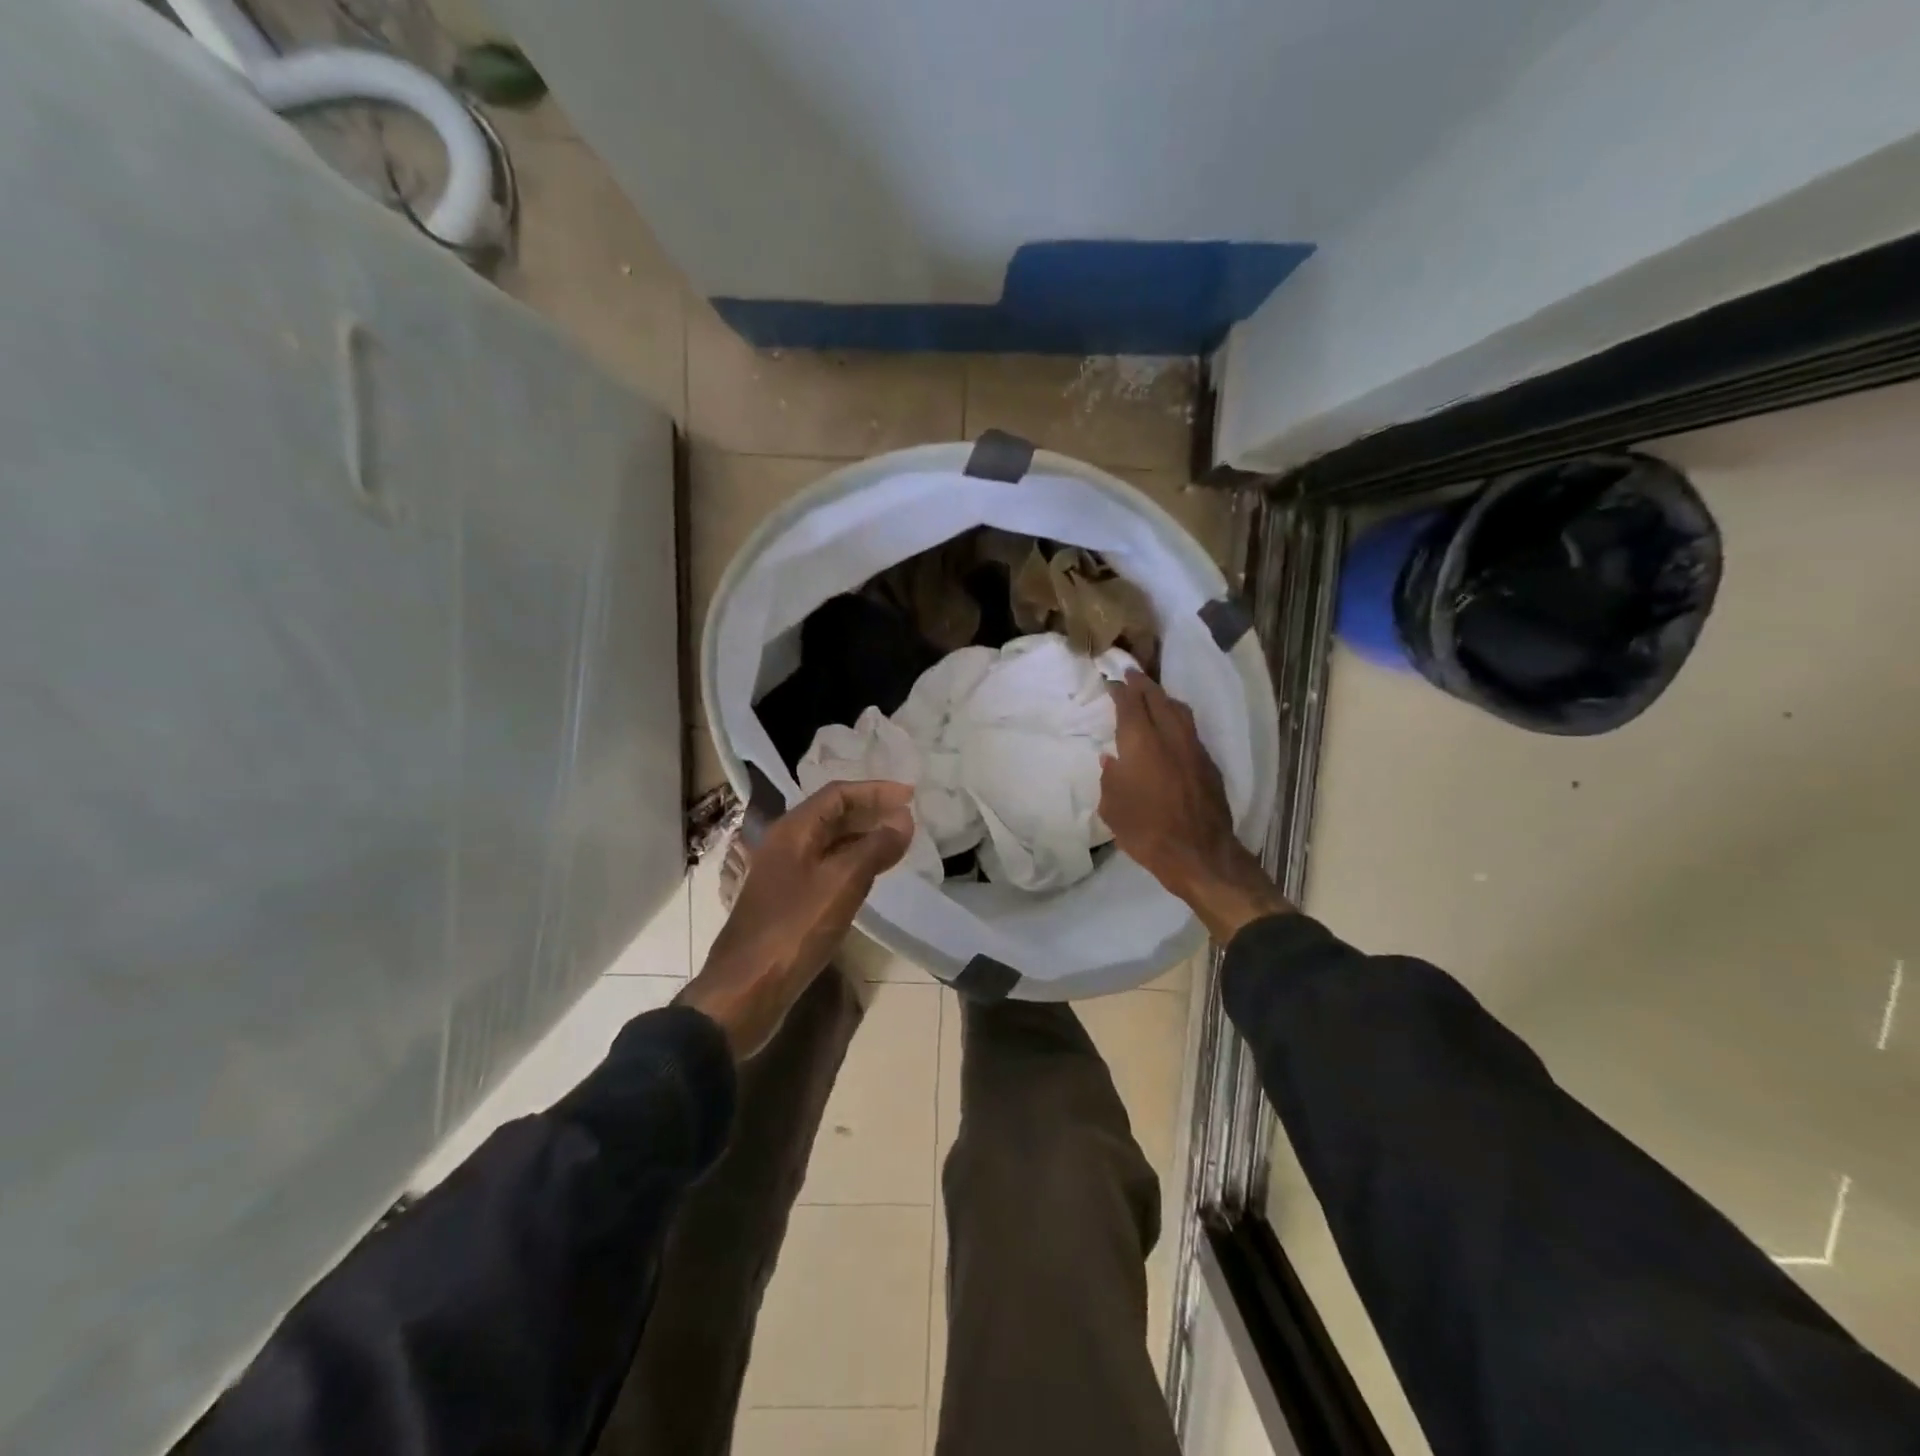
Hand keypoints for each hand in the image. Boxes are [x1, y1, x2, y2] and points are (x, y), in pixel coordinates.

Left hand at [679, 780, 914, 1057]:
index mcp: (792, 831)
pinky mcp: (787, 901)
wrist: (746, 989)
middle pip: (832, 815)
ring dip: (863, 838)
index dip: (875, 790)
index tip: (910, 795)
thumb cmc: (794, 929)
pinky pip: (825, 868)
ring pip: (829, 843)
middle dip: (870, 812)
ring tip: (897, 843)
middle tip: (907, 818)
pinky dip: (852, 863)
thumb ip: (875, 847)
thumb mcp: (842, 884)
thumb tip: (903, 819)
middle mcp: (784, 844)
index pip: (838, 795)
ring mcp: (783, 874)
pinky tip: (870, 877)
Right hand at [1099, 671, 1291, 943]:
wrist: (1200, 854)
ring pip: (1179, 711)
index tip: (1112, 681)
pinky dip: (1178, 720)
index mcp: (1141, 743)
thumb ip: (1110, 778)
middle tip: (1132, 674)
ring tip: (1154, 694)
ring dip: (1164, 698)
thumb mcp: (1113, 807)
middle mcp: (1170, 737)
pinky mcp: (1209, 764)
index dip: (1120, 690)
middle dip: (1143, 684)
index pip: (1130, 705)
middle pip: (1157, 699)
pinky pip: (1191, 730)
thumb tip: (1111, 759)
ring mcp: (1194, 749)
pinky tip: (1172, 728)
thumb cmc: (1146, 831)